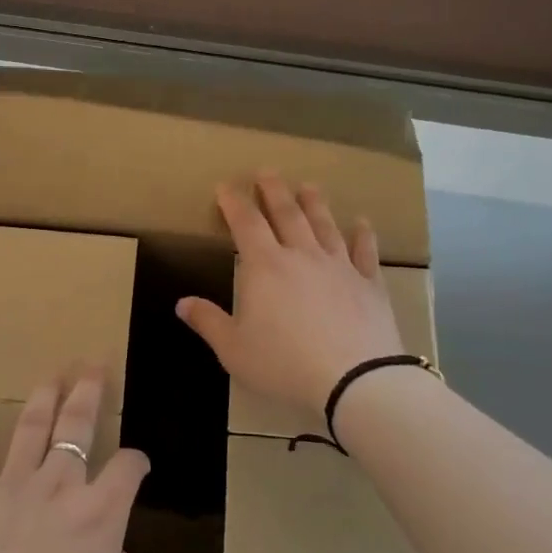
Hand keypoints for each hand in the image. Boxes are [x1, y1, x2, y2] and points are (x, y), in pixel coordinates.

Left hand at [0, 371, 150, 552]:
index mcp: (99, 514)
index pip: (126, 469)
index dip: (136, 461)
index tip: (137, 463)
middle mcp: (59, 486)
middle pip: (77, 426)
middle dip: (88, 393)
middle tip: (92, 365)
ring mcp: (12, 485)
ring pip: (31, 427)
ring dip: (44, 397)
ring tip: (52, 375)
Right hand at [176, 172, 403, 413]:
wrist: (354, 380)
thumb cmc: (283, 363)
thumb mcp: (233, 349)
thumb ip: (208, 322)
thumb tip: (182, 303)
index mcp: (264, 266)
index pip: (245, 223)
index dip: (234, 202)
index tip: (226, 185)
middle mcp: (302, 255)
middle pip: (287, 213)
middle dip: (274, 190)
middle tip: (267, 171)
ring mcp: (339, 267)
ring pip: (325, 225)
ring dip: (315, 203)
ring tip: (309, 186)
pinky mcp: (369, 284)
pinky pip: (365, 252)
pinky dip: (363, 235)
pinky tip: (362, 223)